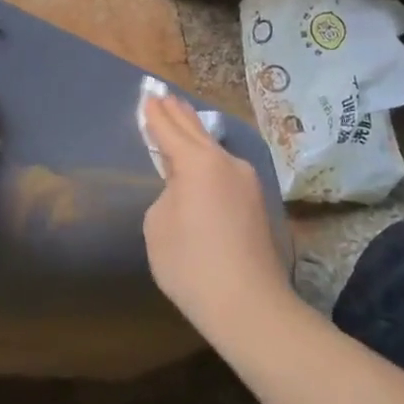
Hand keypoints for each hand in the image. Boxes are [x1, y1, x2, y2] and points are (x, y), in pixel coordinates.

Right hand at [142, 94, 294, 340]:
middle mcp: (226, 162)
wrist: (251, 307)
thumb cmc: (193, 265)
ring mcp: (246, 182)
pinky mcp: (256, 203)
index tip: (147, 96)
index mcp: (198, 162)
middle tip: (163, 96)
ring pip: (213, 148)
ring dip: (195, 134)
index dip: (154, 114)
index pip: (169, 129)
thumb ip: (167, 195)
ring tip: (181, 121)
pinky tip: (202, 161)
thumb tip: (183, 192)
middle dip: (177, 113)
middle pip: (196, 130)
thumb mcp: (159, 226)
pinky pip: (225, 168)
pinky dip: (208, 158)